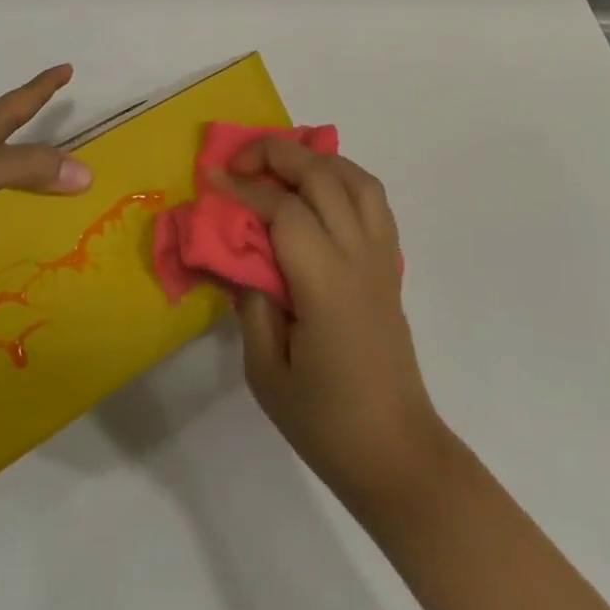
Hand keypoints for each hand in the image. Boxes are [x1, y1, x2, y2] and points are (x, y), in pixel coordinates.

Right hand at [217, 139, 446, 516]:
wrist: (398, 455)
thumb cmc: (327, 422)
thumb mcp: (266, 373)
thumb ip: (251, 305)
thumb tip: (244, 260)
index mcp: (325, 284)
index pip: (284, 209)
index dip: (245, 188)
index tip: (212, 179)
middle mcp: (358, 257)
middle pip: (322, 176)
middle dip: (276, 154)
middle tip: (239, 163)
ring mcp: (380, 257)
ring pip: (355, 178)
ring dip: (315, 159)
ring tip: (279, 168)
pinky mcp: (390, 266)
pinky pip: (373, 201)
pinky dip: (343, 178)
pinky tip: (317, 193)